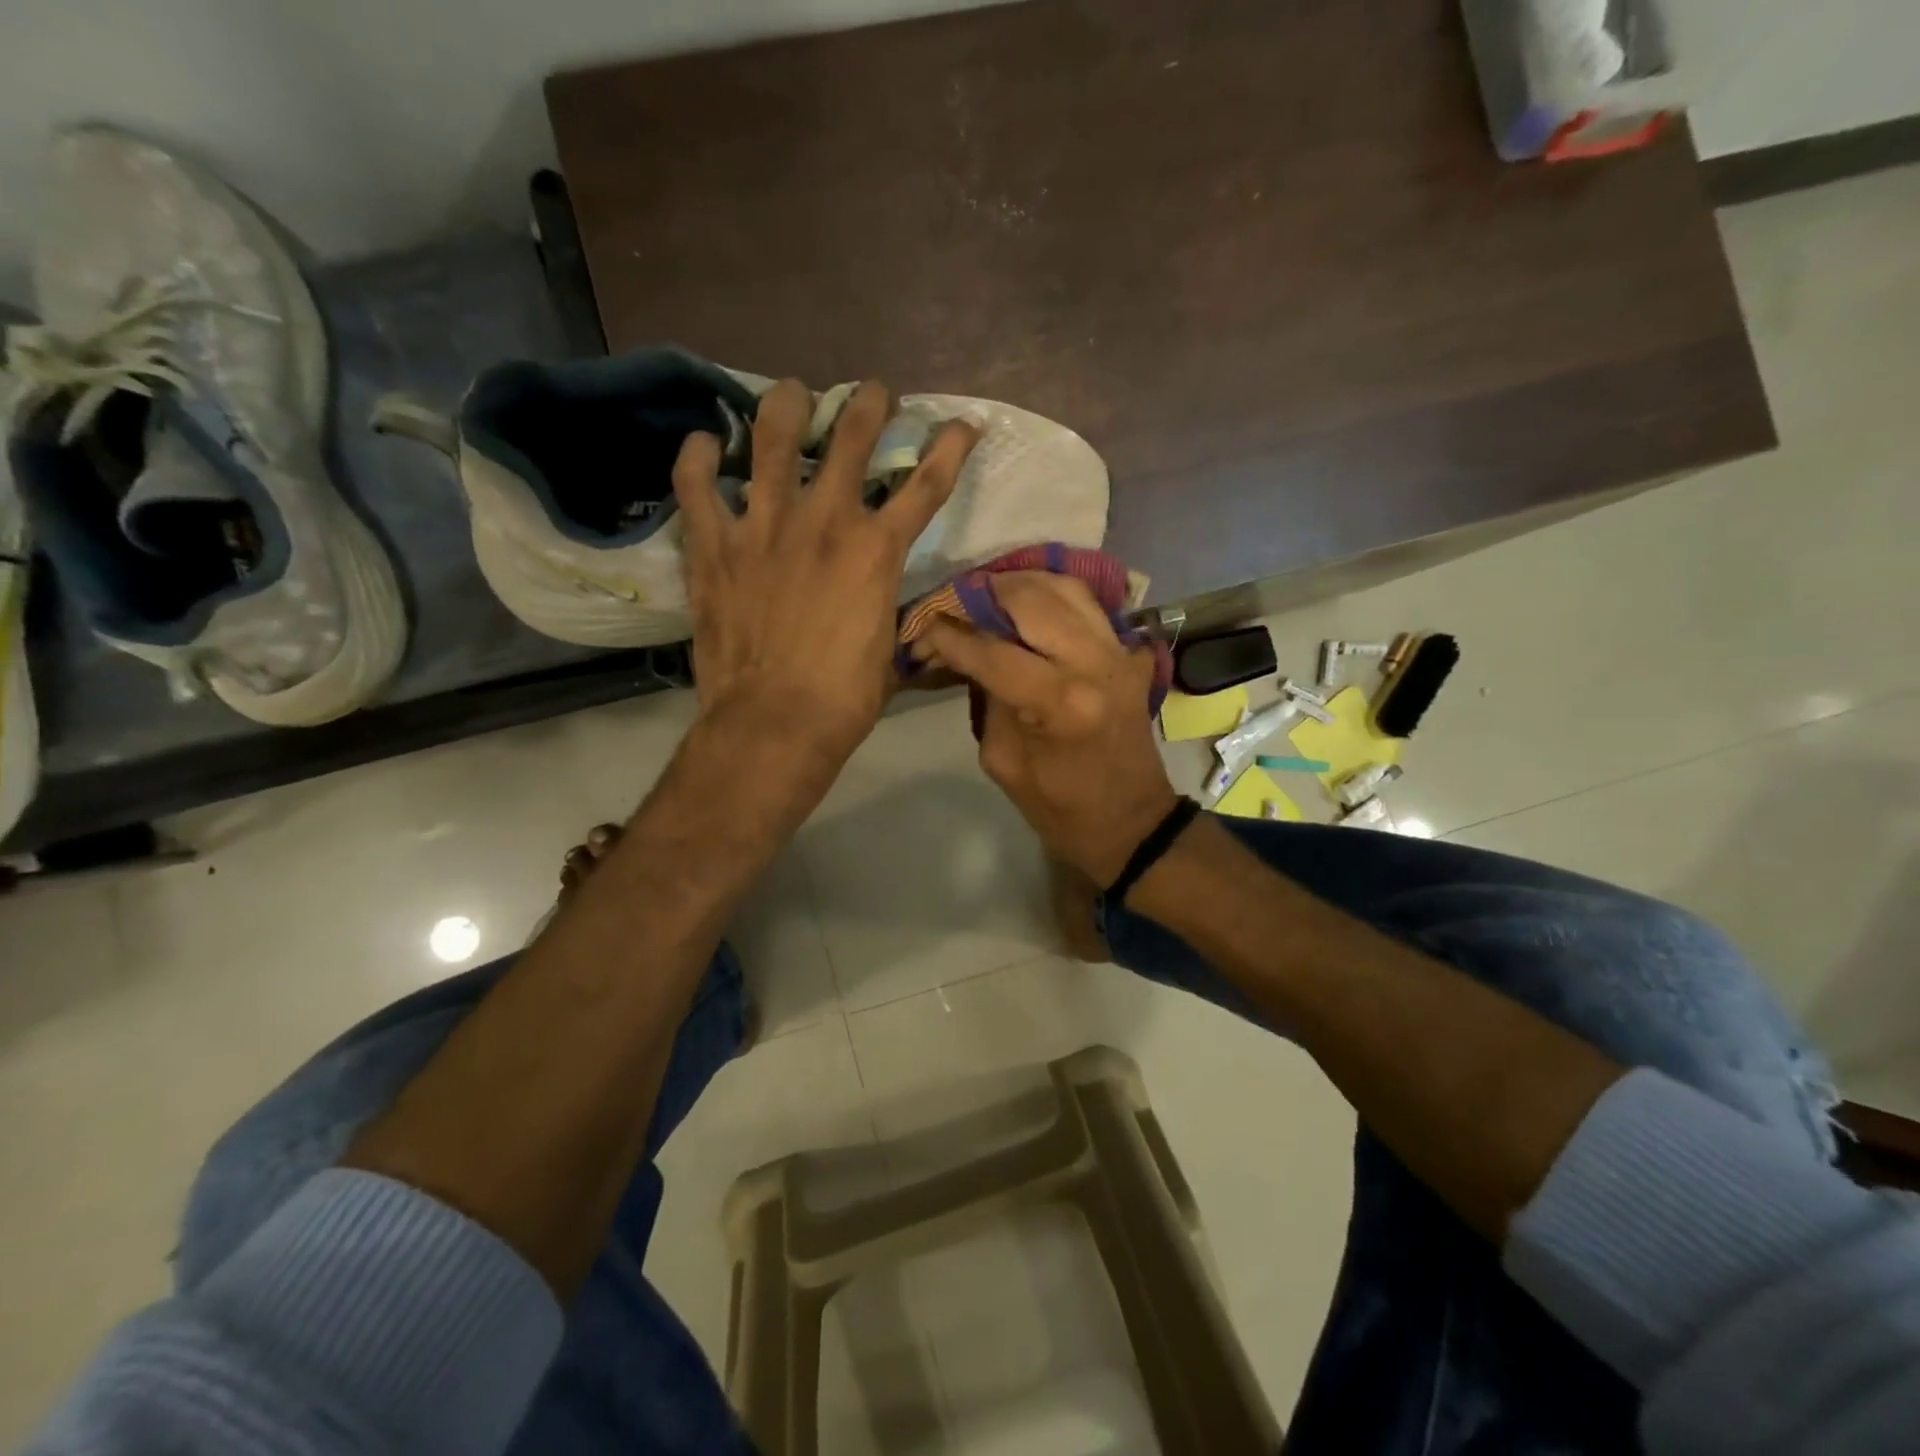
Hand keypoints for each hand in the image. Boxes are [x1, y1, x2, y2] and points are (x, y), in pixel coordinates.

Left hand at [673, 379, 978, 764]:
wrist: (775, 723)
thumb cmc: (844, 699)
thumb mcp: (889, 653)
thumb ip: (893, 615)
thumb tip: (903, 612)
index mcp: (876, 551)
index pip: (925, 485)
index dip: (949, 448)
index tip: (961, 425)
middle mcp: (825, 522)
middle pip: (852, 439)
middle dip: (869, 405)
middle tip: (873, 393)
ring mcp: (764, 527)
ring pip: (775, 441)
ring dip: (789, 407)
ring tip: (793, 394)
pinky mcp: (714, 547)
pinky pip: (697, 486)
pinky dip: (698, 459)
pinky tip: (706, 443)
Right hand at [916, 573, 1179, 886]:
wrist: (1129, 819)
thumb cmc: (1058, 806)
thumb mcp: (1001, 760)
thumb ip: (986, 698)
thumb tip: (969, 653)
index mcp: (1059, 702)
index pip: (990, 649)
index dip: (949, 635)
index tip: (921, 629)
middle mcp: (1094, 663)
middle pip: (1030, 599)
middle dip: (983, 594)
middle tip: (955, 606)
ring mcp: (1120, 652)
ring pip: (1064, 588)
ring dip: (1020, 586)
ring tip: (989, 599)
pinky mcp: (1131, 653)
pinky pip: (1089, 604)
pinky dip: (1055, 597)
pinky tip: (1029, 609)